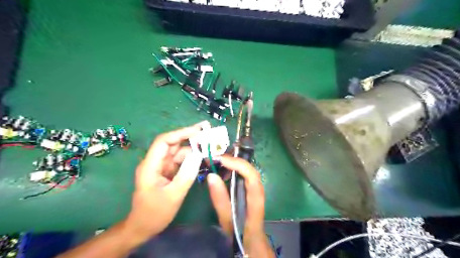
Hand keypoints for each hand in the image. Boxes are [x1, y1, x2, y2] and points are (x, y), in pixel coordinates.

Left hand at [122, 121, 208, 241]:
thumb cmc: (155, 213)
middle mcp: (156, 162)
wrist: (143, 227)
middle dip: (190, 138)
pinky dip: (191, 159)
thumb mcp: (173, 195)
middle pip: (172, 144)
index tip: (198, 131)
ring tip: (209, 148)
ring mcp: (162, 167)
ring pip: (178, 152)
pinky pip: (180, 161)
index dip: (181, 133)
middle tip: (208, 133)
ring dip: (193, 150)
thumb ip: (186, 174)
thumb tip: (198, 155)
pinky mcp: (167, 172)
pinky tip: (202, 158)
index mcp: (151, 165)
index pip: (164, 142)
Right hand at [207, 157, 274, 256]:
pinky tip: (225, 170)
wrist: (253, 243)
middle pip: (252, 172)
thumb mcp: (227, 221)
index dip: (239, 165)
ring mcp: (258, 191)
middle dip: (236, 161)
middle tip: (218, 158)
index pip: (252, 179)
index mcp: (255, 205)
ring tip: (219, 161)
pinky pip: (246, 176)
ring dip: (236, 164)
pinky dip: (236, 170)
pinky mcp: (253, 191)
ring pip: (250, 172)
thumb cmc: (240, 235)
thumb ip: (220, 200)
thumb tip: (212, 176)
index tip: (222, 160)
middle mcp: (260, 193)